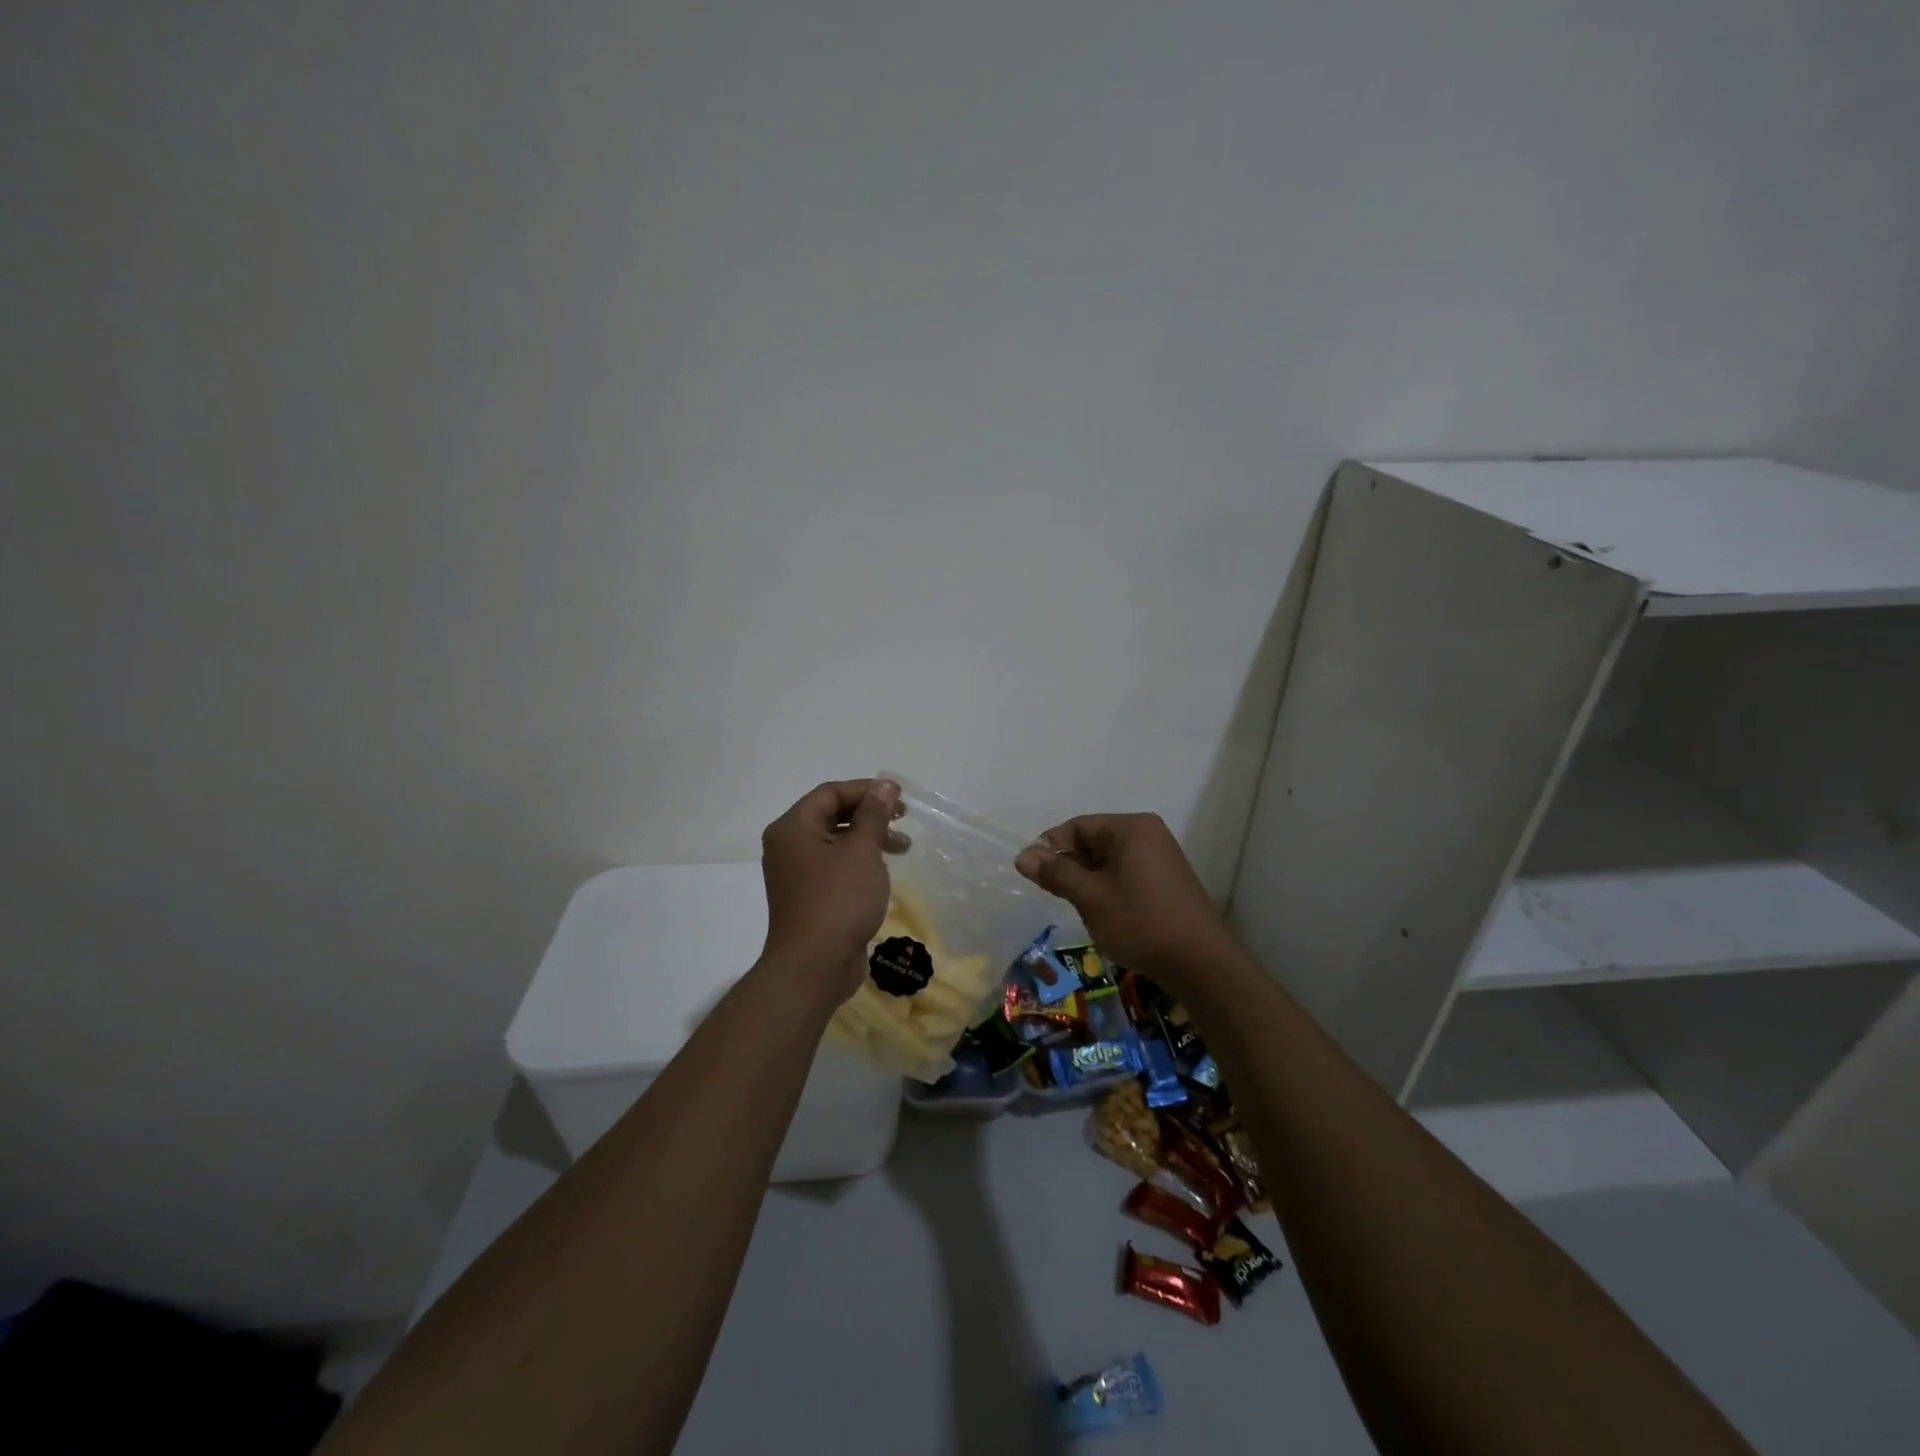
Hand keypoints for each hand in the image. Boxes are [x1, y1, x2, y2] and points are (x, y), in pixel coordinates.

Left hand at [759, 779, 902, 1007]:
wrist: (814, 966)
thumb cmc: (838, 900)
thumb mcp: (862, 851)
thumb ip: (874, 815)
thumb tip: (885, 786)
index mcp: (793, 828)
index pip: (830, 793)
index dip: (866, 789)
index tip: (899, 796)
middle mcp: (789, 846)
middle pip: (831, 815)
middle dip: (870, 814)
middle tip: (903, 817)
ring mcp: (797, 874)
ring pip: (836, 842)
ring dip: (870, 839)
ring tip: (904, 846)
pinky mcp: (809, 897)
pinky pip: (836, 867)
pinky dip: (860, 862)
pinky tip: (884, 871)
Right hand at [1014, 813, 1230, 987]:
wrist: (1201, 964)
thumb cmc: (1141, 922)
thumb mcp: (1091, 897)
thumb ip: (1056, 874)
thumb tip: (1023, 856)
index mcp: (1131, 828)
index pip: (1078, 826)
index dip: (1050, 847)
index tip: (1031, 874)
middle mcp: (1147, 835)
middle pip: (1093, 840)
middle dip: (1068, 864)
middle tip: (1050, 892)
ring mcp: (1160, 858)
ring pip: (1108, 860)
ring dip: (1086, 878)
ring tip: (1072, 904)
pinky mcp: (1165, 881)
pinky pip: (1124, 873)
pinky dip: (1105, 887)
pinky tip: (1098, 911)